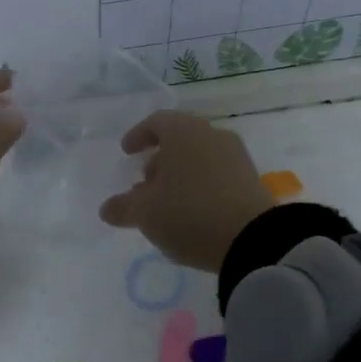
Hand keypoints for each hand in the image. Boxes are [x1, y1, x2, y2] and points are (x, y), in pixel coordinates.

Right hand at [98, 111, 273, 271]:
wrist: (253, 240)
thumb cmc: (188, 213)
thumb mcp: (145, 213)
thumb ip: (123, 207)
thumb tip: (107, 209)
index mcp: (183, 132)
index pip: (156, 122)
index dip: (138, 135)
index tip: (126, 151)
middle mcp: (212, 136)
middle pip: (180, 140)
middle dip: (159, 160)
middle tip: (144, 185)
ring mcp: (236, 157)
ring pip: (199, 158)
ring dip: (179, 176)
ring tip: (166, 204)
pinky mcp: (251, 181)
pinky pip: (217, 175)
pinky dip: (199, 187)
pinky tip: (191, 213)